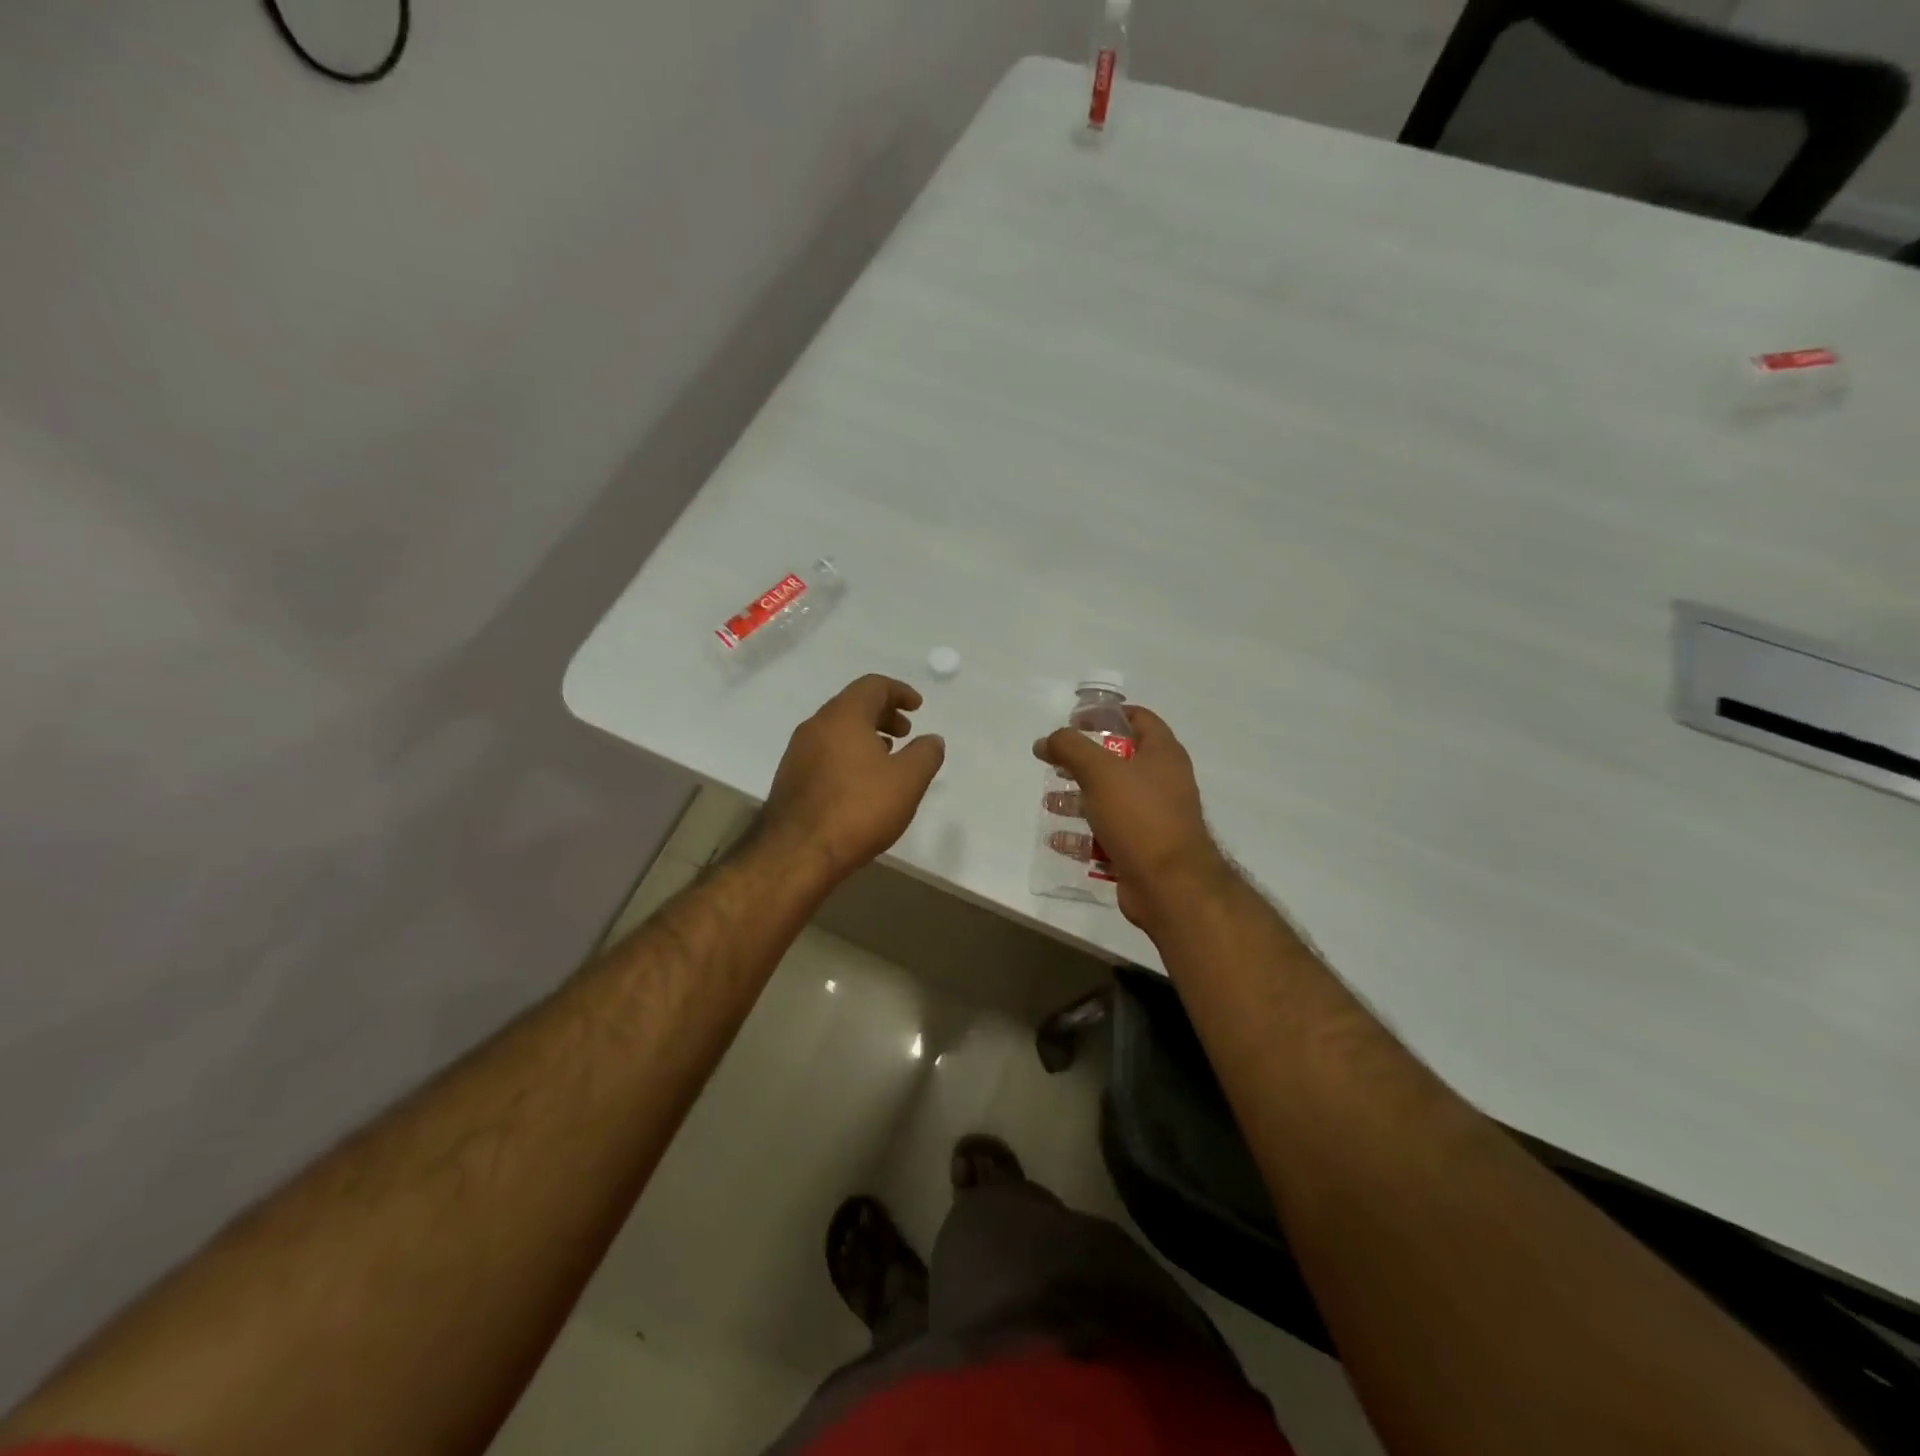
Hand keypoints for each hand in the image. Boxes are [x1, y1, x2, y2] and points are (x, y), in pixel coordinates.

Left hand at [761, 675, 945, 883]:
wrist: (798, 853)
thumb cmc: (858, 809)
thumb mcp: (907, 781)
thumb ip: (926, 754)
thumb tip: (932, 739)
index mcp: (843, 716)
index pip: (872, 685)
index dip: (899, 691)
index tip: (918, 707)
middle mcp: (816, 725)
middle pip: (853, 705)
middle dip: (883, 713)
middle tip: (905, 732)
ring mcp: (797, 752)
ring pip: (837, 729)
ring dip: (865, 735)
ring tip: (886, 756)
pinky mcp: (790, 778)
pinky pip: (825, 751)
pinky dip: (848, 753)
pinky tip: (860, 781)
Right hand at [1033, 706, 1231, 930]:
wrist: (1170, 885)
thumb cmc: (1139, 816)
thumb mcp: (1100, 772)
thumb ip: (1070, 749)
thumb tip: (1045, 741)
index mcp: (1163, 754)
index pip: (1139, 718)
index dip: (1107, 715)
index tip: (1075, 722)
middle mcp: (1163, 782)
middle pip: (1119, 761)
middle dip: (1084, 762)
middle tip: (1055, 765)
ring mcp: (1154, 817)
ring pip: (1111, 800)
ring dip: (1080, 800)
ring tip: (1051, 804)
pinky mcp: (1143, 848)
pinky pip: (1109, 834)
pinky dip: (1085, 835)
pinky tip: (1058, 841)